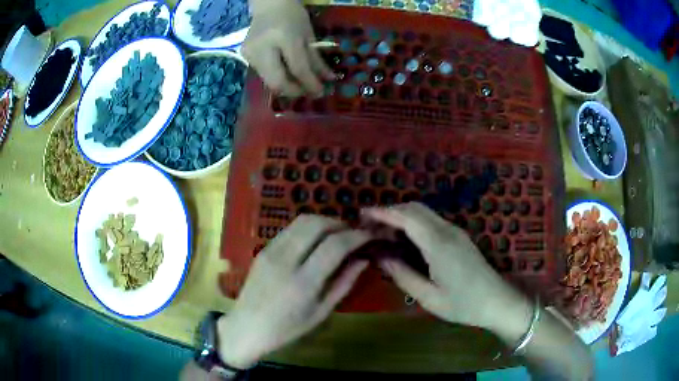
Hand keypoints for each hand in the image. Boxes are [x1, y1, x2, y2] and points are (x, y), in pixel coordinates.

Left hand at [217, 215, 369, 368]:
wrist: (246, 327)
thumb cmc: (287, 329)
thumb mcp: (321, 312)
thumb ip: (344, 283)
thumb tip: (363, 259)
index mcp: (303, 282)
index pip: (335, 245)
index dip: (357, 236)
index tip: (370, 235)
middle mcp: (286, 260)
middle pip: (317, 224)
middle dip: (340, 223)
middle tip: (353, 233)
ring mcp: (271, 251)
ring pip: (302, 221)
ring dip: (324, 222)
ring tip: (337, 234)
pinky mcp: (264, 249)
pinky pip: (290, 229)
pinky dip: (309, 228)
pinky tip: (316, 240)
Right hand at [242, 0, 333, 96]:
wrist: (269, 5)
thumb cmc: (293, 16)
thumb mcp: (309, 35)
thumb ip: (316, 60)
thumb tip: (328, 80)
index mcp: (284, 37)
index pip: (298, 68)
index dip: (310, 84)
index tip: (321, 92)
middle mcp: (263, 48)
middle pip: (277, 82)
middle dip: (294, 91)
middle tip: (307, 92)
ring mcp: (250, 53)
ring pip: (268, 81)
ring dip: (286, 86)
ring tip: (298, 82)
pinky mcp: (245, 57)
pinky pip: (263, 75)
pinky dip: (277, 77)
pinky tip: (285, 73)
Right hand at [364, 203, 530, 330]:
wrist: (497, 300)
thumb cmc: (464, 304)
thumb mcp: (429, 298)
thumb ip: (403, 275)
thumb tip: (380, 257)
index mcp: (439, 245)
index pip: (407, 218)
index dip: (383, 212)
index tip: (362, 214)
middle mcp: (448, 231)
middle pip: (415, 208)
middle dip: (390, 211)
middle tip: (369, 225)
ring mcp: (455, 231)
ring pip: (424, 212)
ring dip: (401, 215)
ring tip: (382, 231)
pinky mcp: (459, 236)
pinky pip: (431, 220)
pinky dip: (413, 222)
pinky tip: (404, 238)